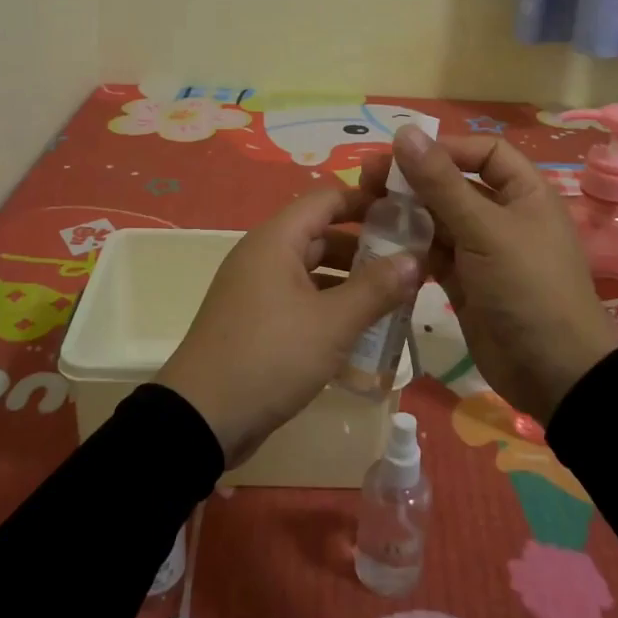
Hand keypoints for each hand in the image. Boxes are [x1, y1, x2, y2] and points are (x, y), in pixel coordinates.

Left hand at [157, 186, 420, 466]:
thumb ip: (375, 289)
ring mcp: (258, 289)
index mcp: (276, 241)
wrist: (202, 418)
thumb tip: (415, 258)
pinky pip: (301, 299)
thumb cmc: (270, 356)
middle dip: (365, 247)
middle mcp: (264, 255)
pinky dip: (330, 306)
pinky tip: (362, 330)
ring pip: (313, 271)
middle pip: (321, 235)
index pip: (326, 199)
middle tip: (411, 263)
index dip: (366, 201)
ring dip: (351, 281)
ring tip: (396, 298)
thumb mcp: (331, 324)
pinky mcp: (257, 321)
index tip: (407, 212)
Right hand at [366, 125, 614, 424]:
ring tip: (365, 208)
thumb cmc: (528, 289)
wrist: (554, 376)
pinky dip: (409, 246)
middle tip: (368, 178)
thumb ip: (442, 183)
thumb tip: (405, 132)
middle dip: (414, 179)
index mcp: (524, 193)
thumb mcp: (485, 231)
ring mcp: (483, 250)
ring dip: (405, 212)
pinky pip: (432, 252)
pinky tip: (379, 243)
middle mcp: (503, 215)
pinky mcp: (465, 281)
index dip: (446, 148)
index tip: (404, 156)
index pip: (484, 152)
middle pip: (454, 183)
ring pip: (438, 219)